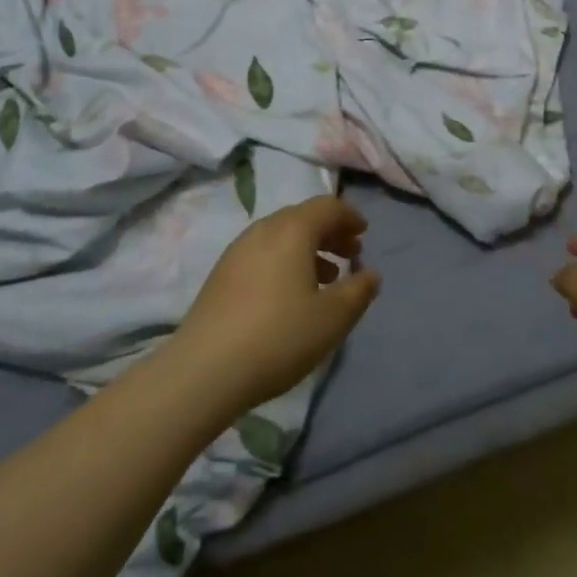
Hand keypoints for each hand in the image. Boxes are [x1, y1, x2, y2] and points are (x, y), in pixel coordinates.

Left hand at [173, 195, 379, 413]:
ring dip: (308, 248)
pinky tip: (290, 294)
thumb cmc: (279, 336)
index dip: (350, 216)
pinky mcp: (221, 274)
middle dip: (330, 232)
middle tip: (350, 254)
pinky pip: (263, 253)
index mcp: (292, 229)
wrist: (205, 370)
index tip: (364, 233)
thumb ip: (358, 291)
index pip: (328, 206)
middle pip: (303, 217)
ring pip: (281, 235)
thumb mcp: (332, 318)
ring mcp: (238, 250)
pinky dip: (285, 260)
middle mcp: (263, 229)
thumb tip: (370, 274)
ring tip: (326, 278)